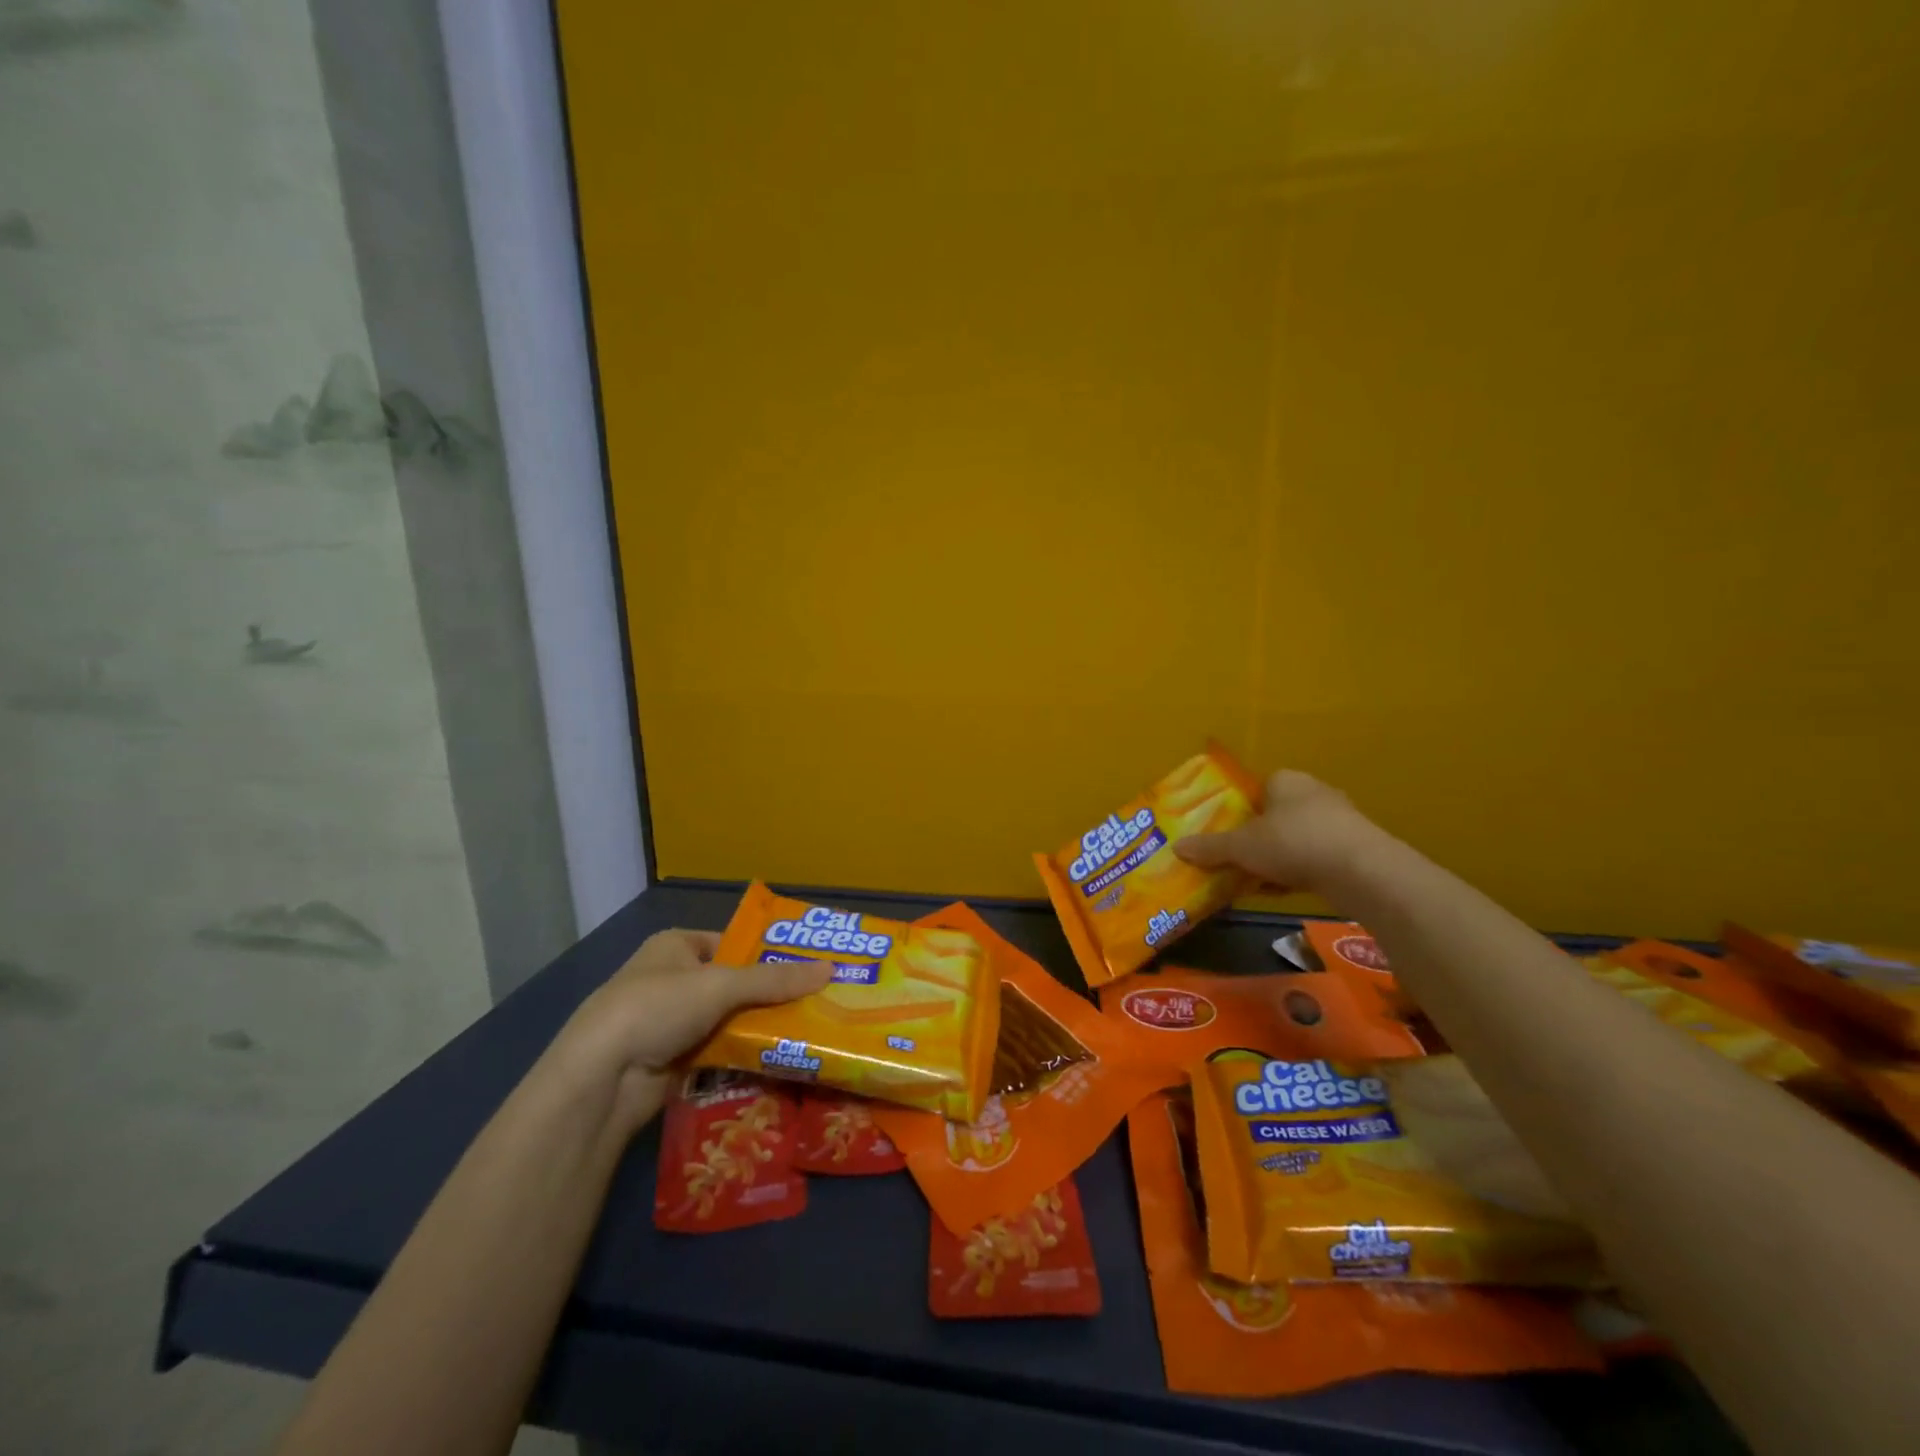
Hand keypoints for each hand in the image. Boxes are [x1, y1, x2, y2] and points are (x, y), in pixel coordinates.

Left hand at [551, 929, 831, 1129]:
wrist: (600, 1078)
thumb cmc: (657, 1008)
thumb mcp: (721, 985)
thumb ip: (775, 980)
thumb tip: (830, 969)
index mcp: (676, 946)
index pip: (734, 943)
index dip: (770, 953)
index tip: (809, 966)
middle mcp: (673, 979)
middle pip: (735, 983)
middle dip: (770, 994)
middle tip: (817, 1001)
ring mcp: (670, 1021)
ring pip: (728, 1019)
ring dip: (759, 1026)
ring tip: (808, 1030)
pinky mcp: (671, 1059)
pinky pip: (717, 1049)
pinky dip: (742, 1053)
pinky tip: (777, 1058)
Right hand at [1173, 770, 1386, 894]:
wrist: (1361, 871)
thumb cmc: (1293, 843)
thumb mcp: (1241, 847)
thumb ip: (1210, 847)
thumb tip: (1177, 847)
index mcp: (1285, 780)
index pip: (1257, 788)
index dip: (1239, 811)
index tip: (1227, 834)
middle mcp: (1314, 792)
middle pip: (1275, 814)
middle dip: (1257, 837)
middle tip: (1237, 859)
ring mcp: (1339, 820)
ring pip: (1296, 838)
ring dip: (1278, 857)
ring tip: (1256, 880)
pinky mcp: (1356, 848)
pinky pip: (1317, 857)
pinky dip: (1300, 871)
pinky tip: (1284, 891)